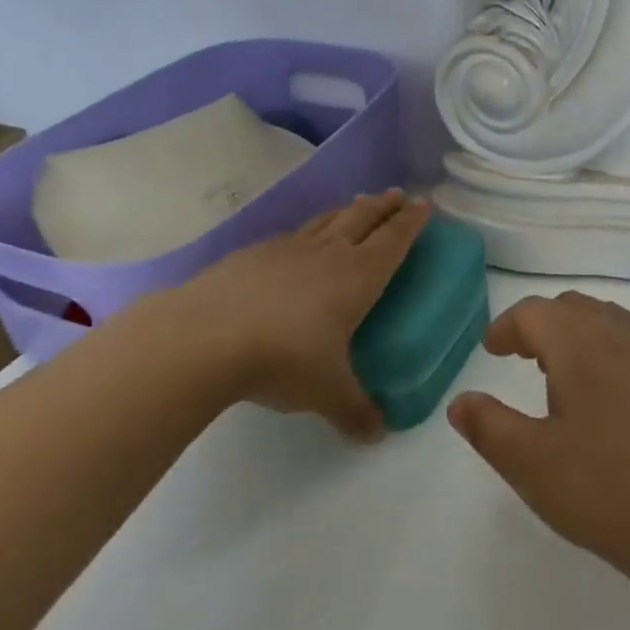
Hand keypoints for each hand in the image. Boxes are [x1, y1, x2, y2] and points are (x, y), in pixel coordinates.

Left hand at [164, 191, 430, 439]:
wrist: (207, 335)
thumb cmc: (283, 358)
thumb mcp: (326, 392)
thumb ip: (354, 411)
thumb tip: (376, 434)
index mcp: (356, 277)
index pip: (393, 241)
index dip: (410, 222)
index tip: (422, 204)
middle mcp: (328, 253)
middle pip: (363, 218)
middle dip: (383, 205)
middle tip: (397, 194)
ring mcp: (289, 248)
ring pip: (327, 220)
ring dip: (348, 209)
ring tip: (357, 204)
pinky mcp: (254, 253)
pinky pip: (293, 234)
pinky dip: (308, 230)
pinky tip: (300, 240)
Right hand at [446, 292, 629, 589]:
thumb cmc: (606, 490)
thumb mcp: (531, 464)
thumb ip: (488, 427)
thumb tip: (460, 402)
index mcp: (579, 343)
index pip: (533, 313)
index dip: (505, 327)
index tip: (491, 351)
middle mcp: (618, 334)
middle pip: (570, 308)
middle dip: (539, 326)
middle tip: (520, 358)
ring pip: (603, 320)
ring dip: (573, 334)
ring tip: (558, 375)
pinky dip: (603, 348)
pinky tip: (603, 395)